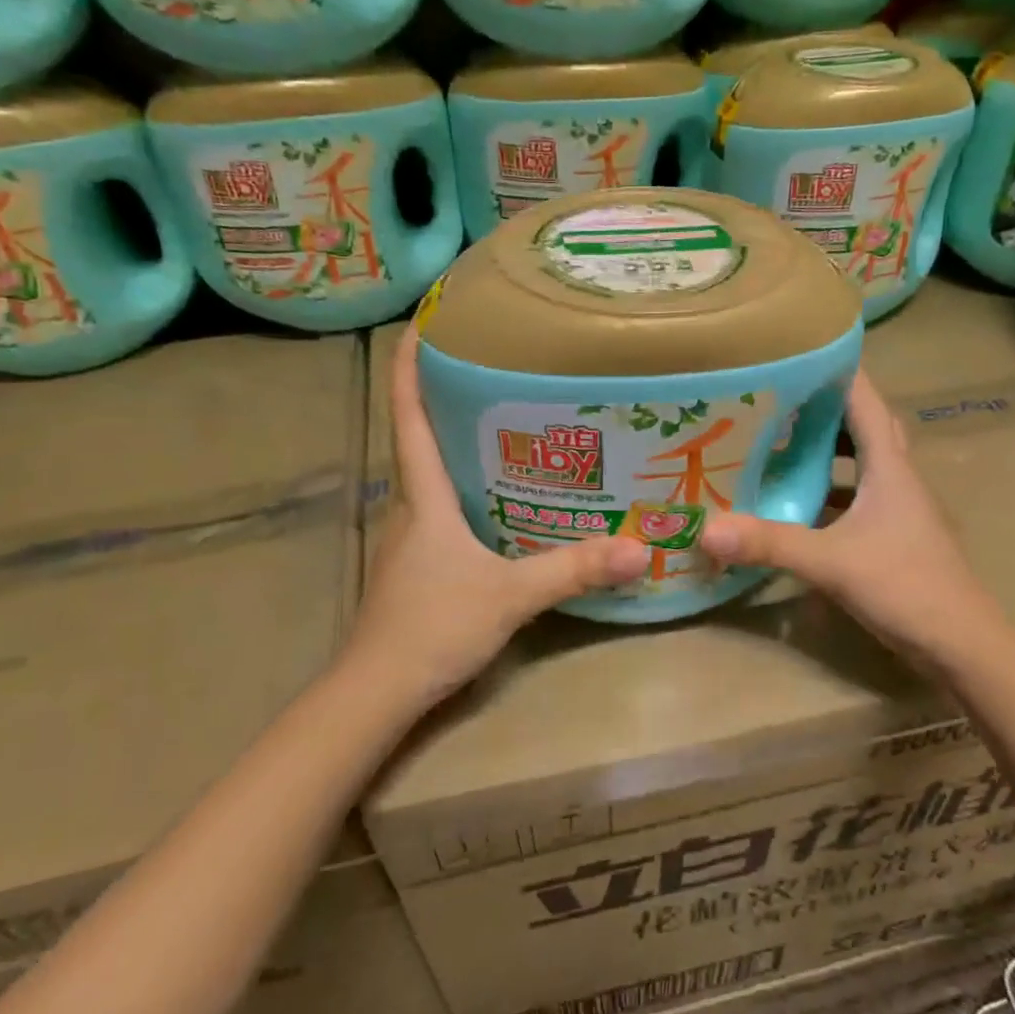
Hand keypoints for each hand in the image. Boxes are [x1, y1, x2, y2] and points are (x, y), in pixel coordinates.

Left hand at [349, 327, 649, 706]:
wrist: (376, 692)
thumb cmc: (432, 626)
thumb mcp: (510, 595)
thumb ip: (572, 569)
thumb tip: (638, 548)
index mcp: (423, 495)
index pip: (408, 415)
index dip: (411, 366)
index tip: (425, 321)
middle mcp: (411, 506)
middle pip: (422, 436)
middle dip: (449, 396)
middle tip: (498, 368)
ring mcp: (411, 537)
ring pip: (434, 474)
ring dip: (460, 443)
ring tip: (512, 424)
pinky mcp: (418, 564)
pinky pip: (444, 508)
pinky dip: (469, 487)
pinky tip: (506, 498)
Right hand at [698, 368, 1006, 672]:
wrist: (962, 646)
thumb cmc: (906, 587)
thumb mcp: (831, 562)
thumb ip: (770, 543)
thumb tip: (706, 529)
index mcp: (889, 466)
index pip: (866, 399)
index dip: (837, 370)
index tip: (797, 349)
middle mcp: (897, 477)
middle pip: (864, 425)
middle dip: (826, 407)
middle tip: (779, 397)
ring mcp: (897, 508)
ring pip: (862, 462)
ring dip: (828, 448)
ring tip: (781, 441)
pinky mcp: (892, 535)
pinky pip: (857, 496)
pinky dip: (829, 490)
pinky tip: (797, 502)